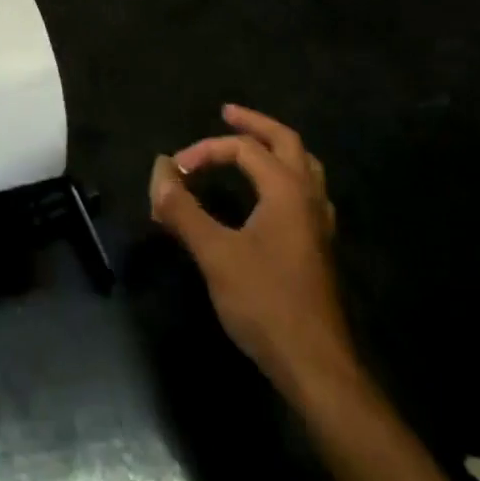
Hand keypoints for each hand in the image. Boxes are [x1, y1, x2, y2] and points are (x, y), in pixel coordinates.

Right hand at [150, 105, 357, 401]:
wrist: (316, 366)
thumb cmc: (265, 302)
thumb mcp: (214, 253)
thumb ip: (183, 209)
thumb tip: (160, 170)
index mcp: (287, 189)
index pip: (244, 149)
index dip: (205, 150)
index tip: (175, 171)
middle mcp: (309, 197)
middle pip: (286, 141)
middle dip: (255, 125)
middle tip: (227, 114)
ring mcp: (319, 223)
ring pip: (304, 166)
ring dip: (276, 148)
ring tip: (251, 145)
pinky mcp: (319, 247)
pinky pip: (306, 192)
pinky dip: (285, 176)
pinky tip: (270, 195)